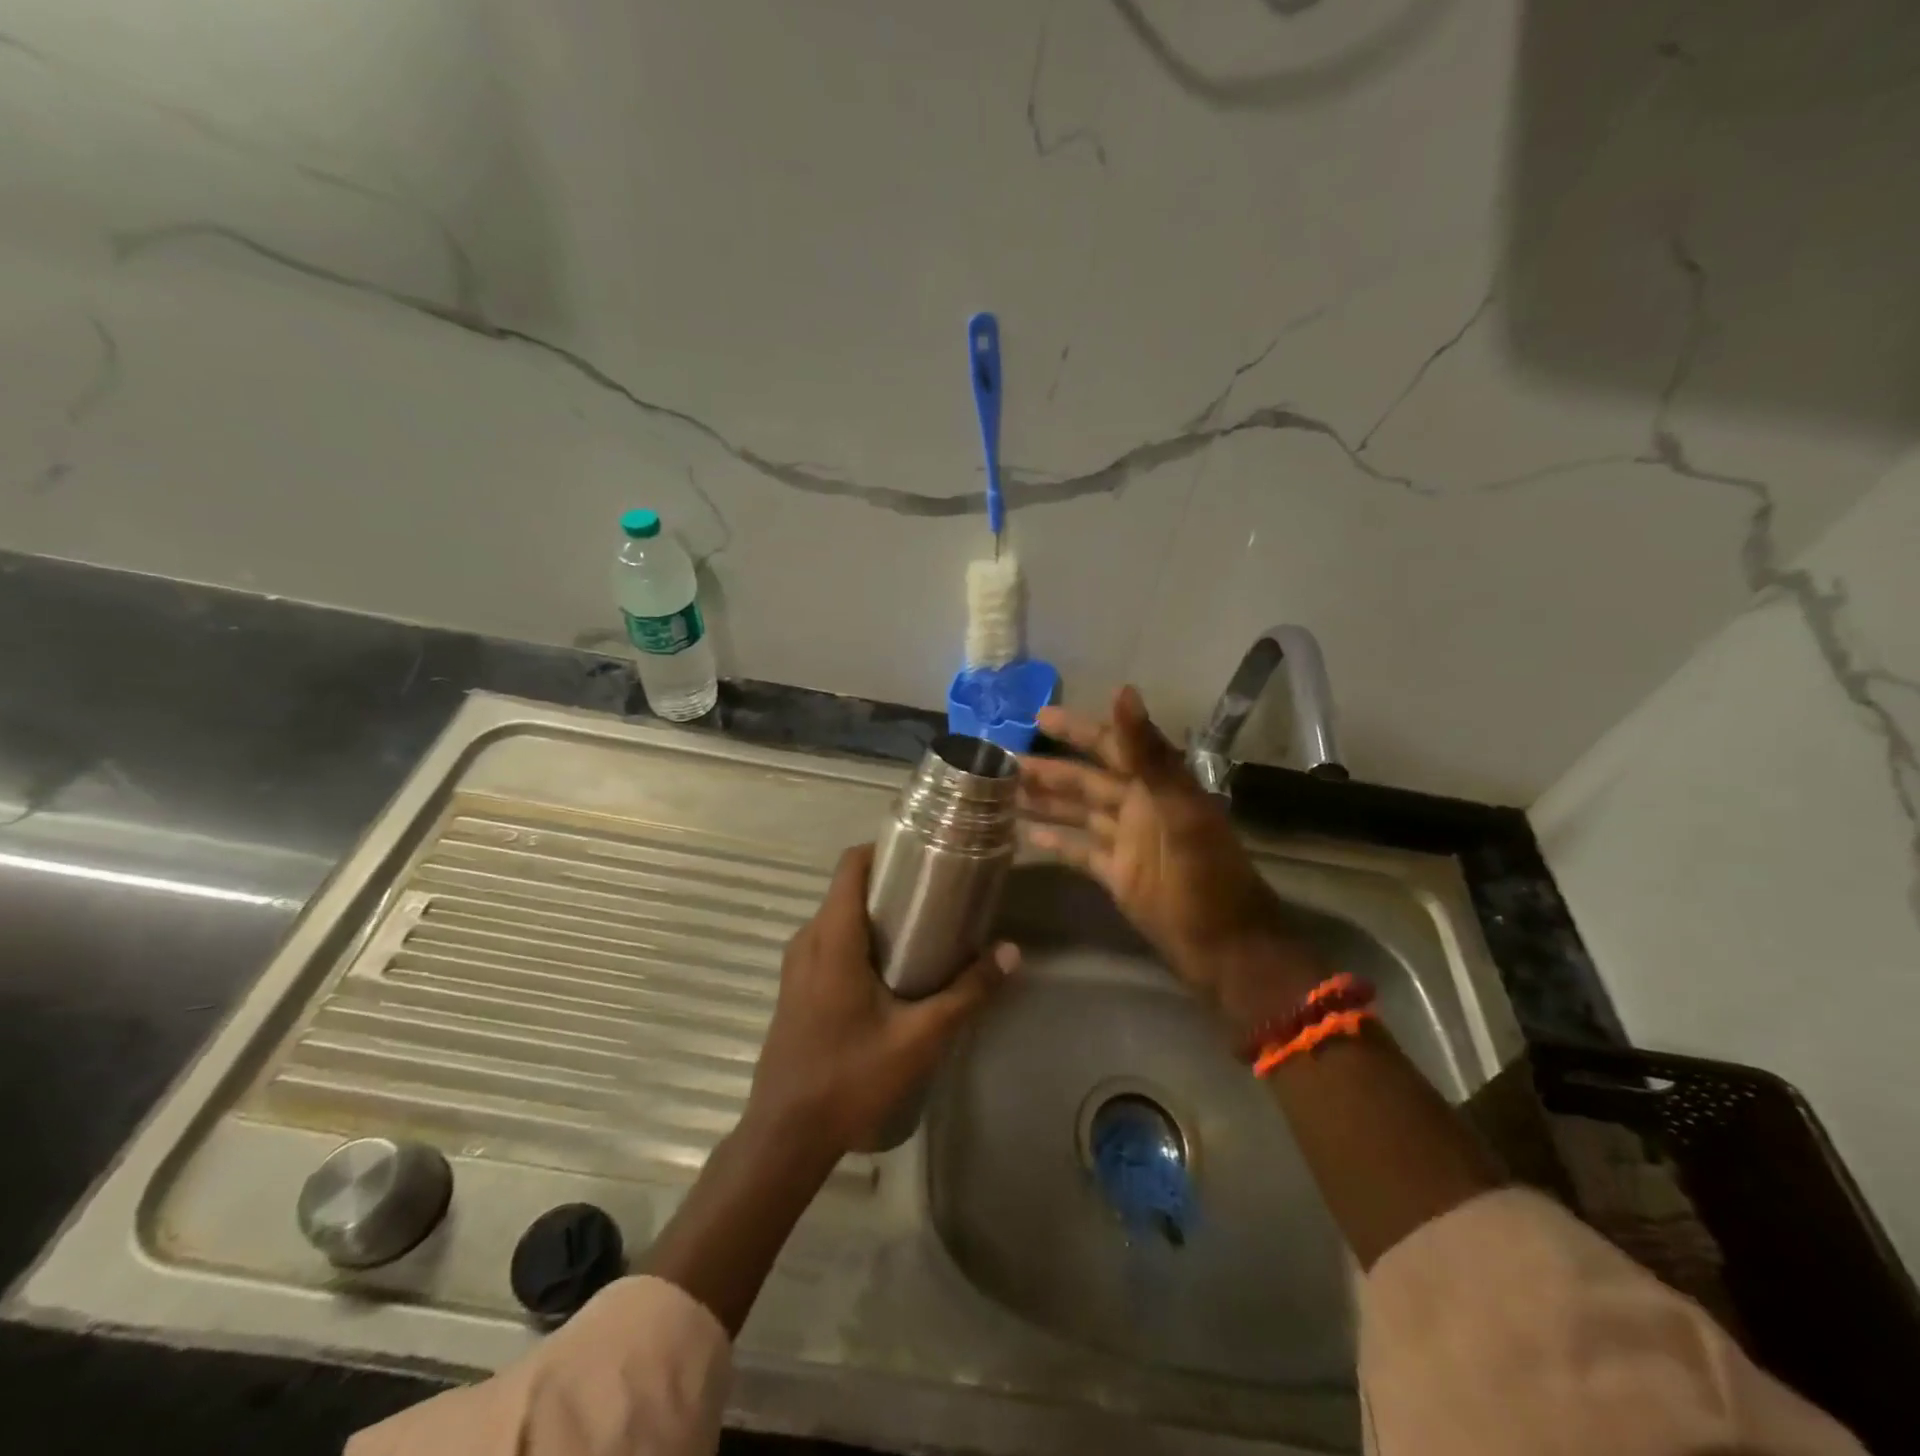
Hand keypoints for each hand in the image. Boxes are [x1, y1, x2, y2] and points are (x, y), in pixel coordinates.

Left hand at [745, 843, 1018, 1156]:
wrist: (786, 1136)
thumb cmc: (850, 1078)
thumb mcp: (919, 1037)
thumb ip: (967, 993)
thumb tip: (1011, 953)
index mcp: (832, 937)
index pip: (851, 865)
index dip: (885, 849)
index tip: (925, 853)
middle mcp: (808, 940)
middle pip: (848, 888)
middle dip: (890, 883)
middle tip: (938, 894)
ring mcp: (796, 965)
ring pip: (838, 916)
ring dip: (876, 913)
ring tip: (924, 928)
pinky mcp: (795, 988)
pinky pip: (829, 942)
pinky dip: (859, 938)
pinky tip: (893, 969)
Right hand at [1020, 686, 1327, 1028]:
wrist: (1224, 947)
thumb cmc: (1206, 877)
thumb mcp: (1179, 811)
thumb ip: (1149, 754)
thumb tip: (1122, 691)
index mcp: (1155, 786)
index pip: (1110, 746)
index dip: (1077, 730)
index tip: (1038, 717)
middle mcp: (1138, 806)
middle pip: (1085, 780)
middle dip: (1046, 769)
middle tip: (1001, 761)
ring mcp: (1126, 842)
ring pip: (1077, 812)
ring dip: (1044, 801)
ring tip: (1002, 792)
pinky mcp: (1117, 874)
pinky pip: (1080, 850)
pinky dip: (1056, 841)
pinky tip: (1027, 833)